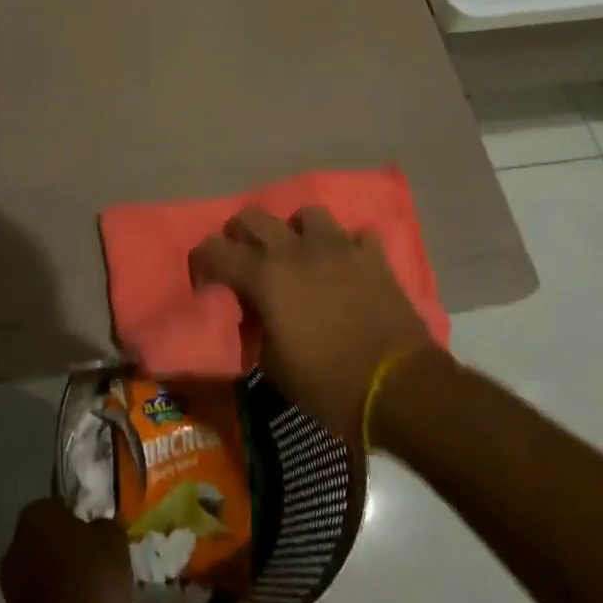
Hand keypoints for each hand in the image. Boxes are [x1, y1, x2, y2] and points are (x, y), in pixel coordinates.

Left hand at [0, 499, 130, 602]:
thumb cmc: (88, 576)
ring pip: (67, 595)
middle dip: (86, 566)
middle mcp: (20, 552)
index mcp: (36, 518)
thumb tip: (100, 532)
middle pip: (59, 554)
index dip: (83, 523)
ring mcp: (21, 598)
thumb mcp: (112, 538)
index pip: (58, 511)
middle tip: (118, 573)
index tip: (103, 536)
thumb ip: (107, 530)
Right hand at [191, 205, 435, 443]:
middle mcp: (296, 250)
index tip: (206, 279)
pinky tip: (348, 266)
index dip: (203, 261)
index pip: (215, 250)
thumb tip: (254, 316)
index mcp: (265, 276)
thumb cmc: (330, 385)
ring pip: (307, 215)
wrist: (399, 388)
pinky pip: (356, 236)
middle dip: (241, 232)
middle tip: (244, 256)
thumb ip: (257, 330)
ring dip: (297, 230)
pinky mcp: (373, 256)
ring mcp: (338, 247)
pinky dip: (348, 248)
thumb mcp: (276, 368)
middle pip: (254, 216)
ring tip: (300, 253)